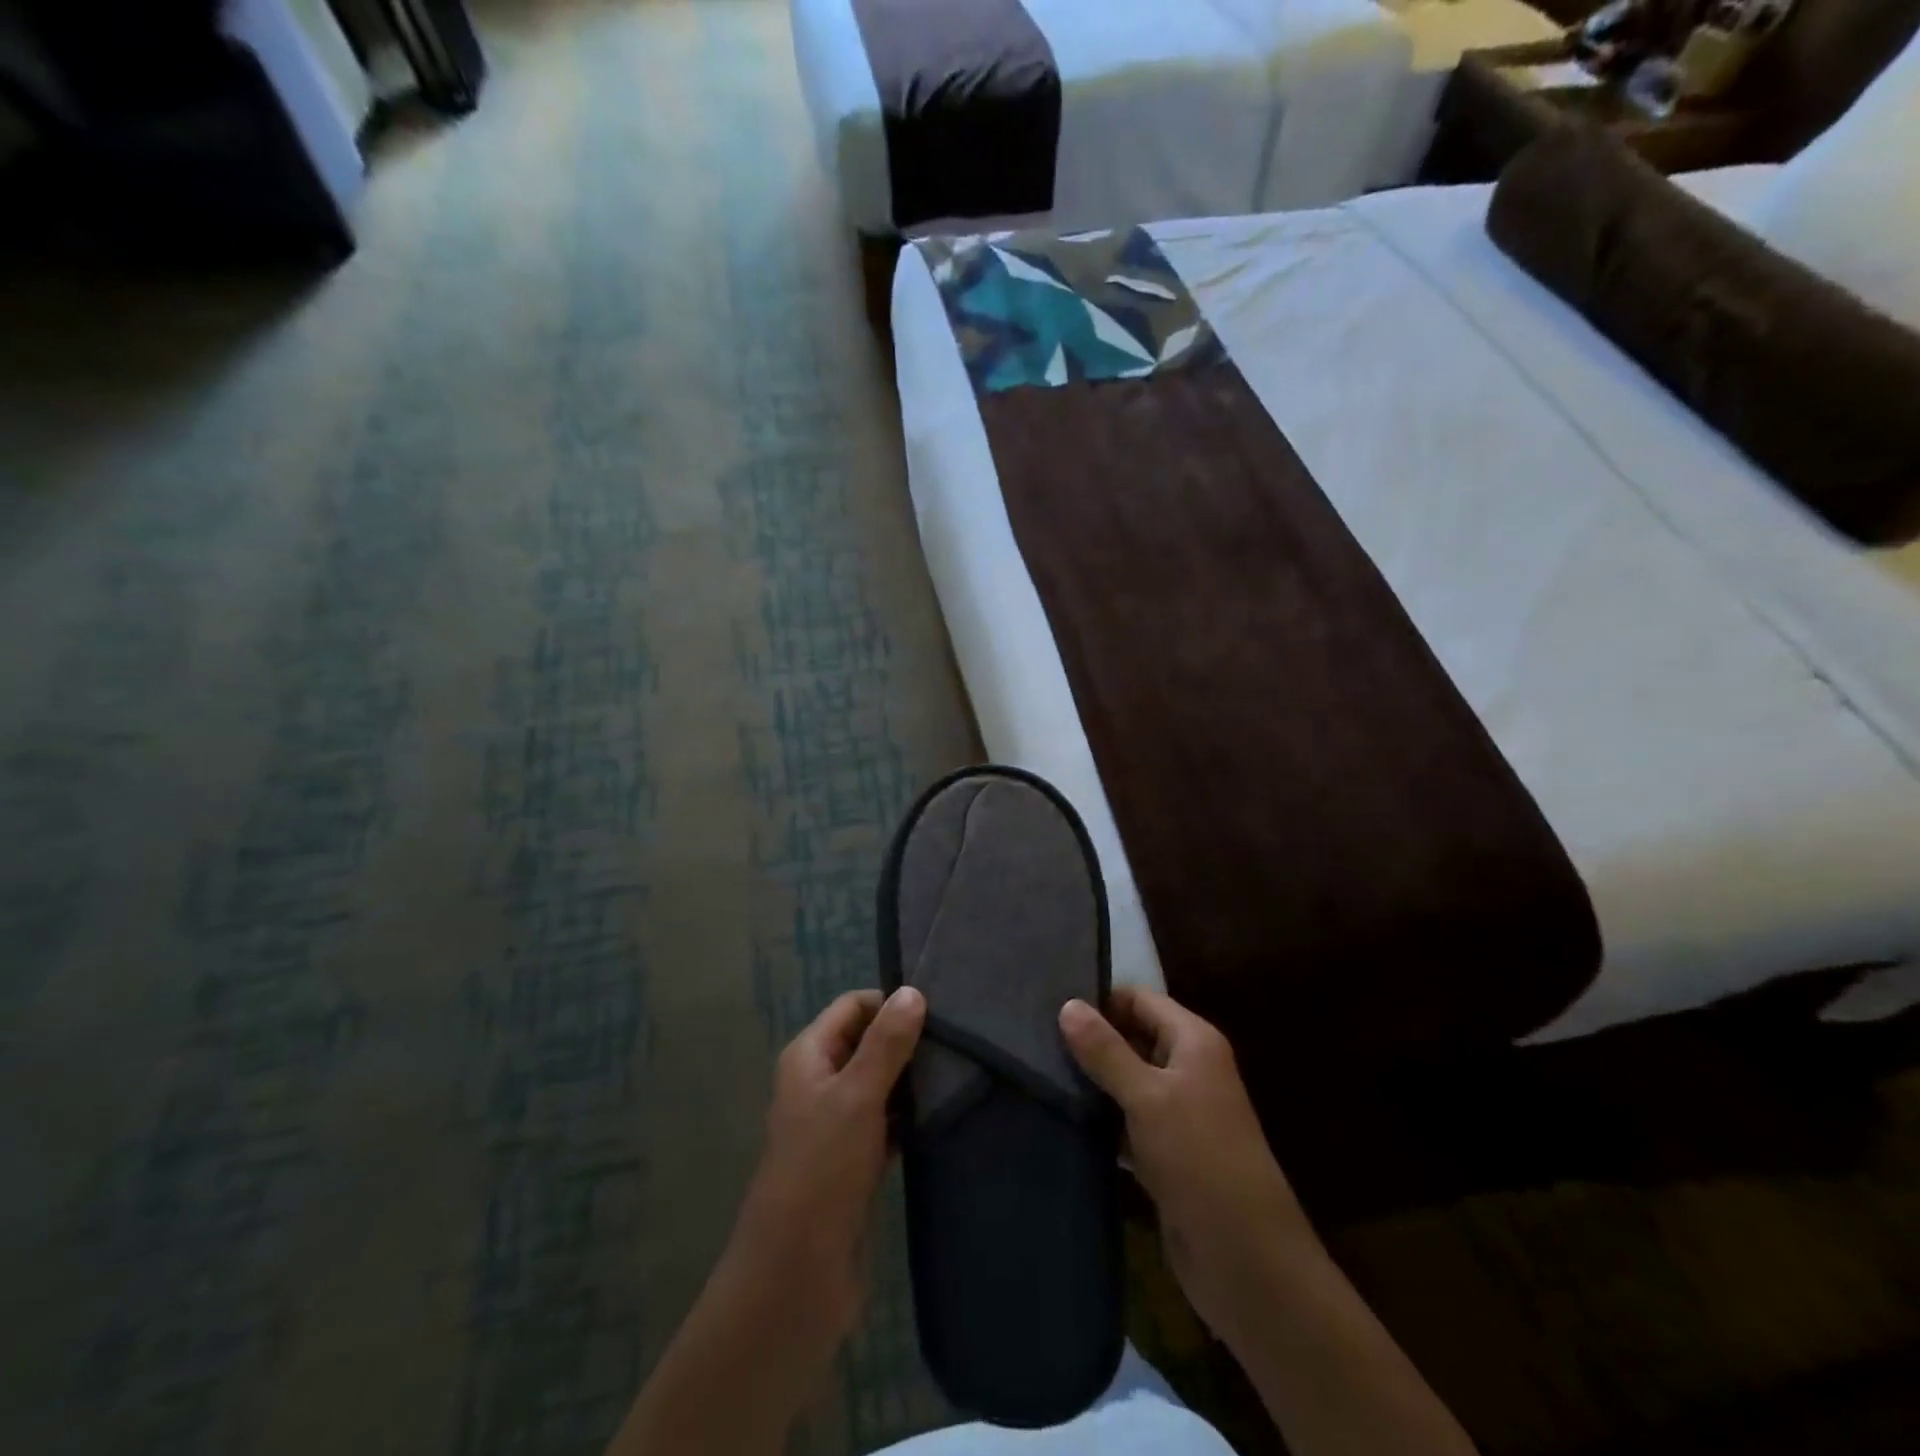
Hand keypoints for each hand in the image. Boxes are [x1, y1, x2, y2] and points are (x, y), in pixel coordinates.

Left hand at [723, 986, 926, 1357]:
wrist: (796, 1275)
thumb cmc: (822, 1170)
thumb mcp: (857, 1096)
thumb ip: (886, 1043)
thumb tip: (913, 991)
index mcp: (808, 1057)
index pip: (851, 1007)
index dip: (889, 1002)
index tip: (937, 1009)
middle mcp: (819, 1084)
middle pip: (866, 1043)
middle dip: (906, 1039)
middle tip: (957, 1040)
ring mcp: (836, 1126)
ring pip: (879, 1084)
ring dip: (911, 1079)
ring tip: (959, 1072)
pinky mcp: (855, 1162)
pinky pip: (886, 1124)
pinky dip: (909, 1117)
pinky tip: (943, 1115)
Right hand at [1060, 987, 1313, 1348]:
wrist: (1247, 1261)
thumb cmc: (1200, 1159)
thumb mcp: (1148, 1097)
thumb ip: (1106, 1051)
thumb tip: (1067, 1004)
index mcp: (1194, 1042)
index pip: (1140, 1000)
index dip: (1100, 1000)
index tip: (1049, 1005)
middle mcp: (1188, 1069)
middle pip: (1132, 1038)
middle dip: (1090, 1040)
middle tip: (1034, 1040)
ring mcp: (1178, 1114)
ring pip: (1126, 1081)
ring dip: (1092, 1081)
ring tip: (1038, 1073)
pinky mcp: (1166, 1153)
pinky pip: (1126, 1121)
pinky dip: (1101, 1119)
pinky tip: (1062, 1117)